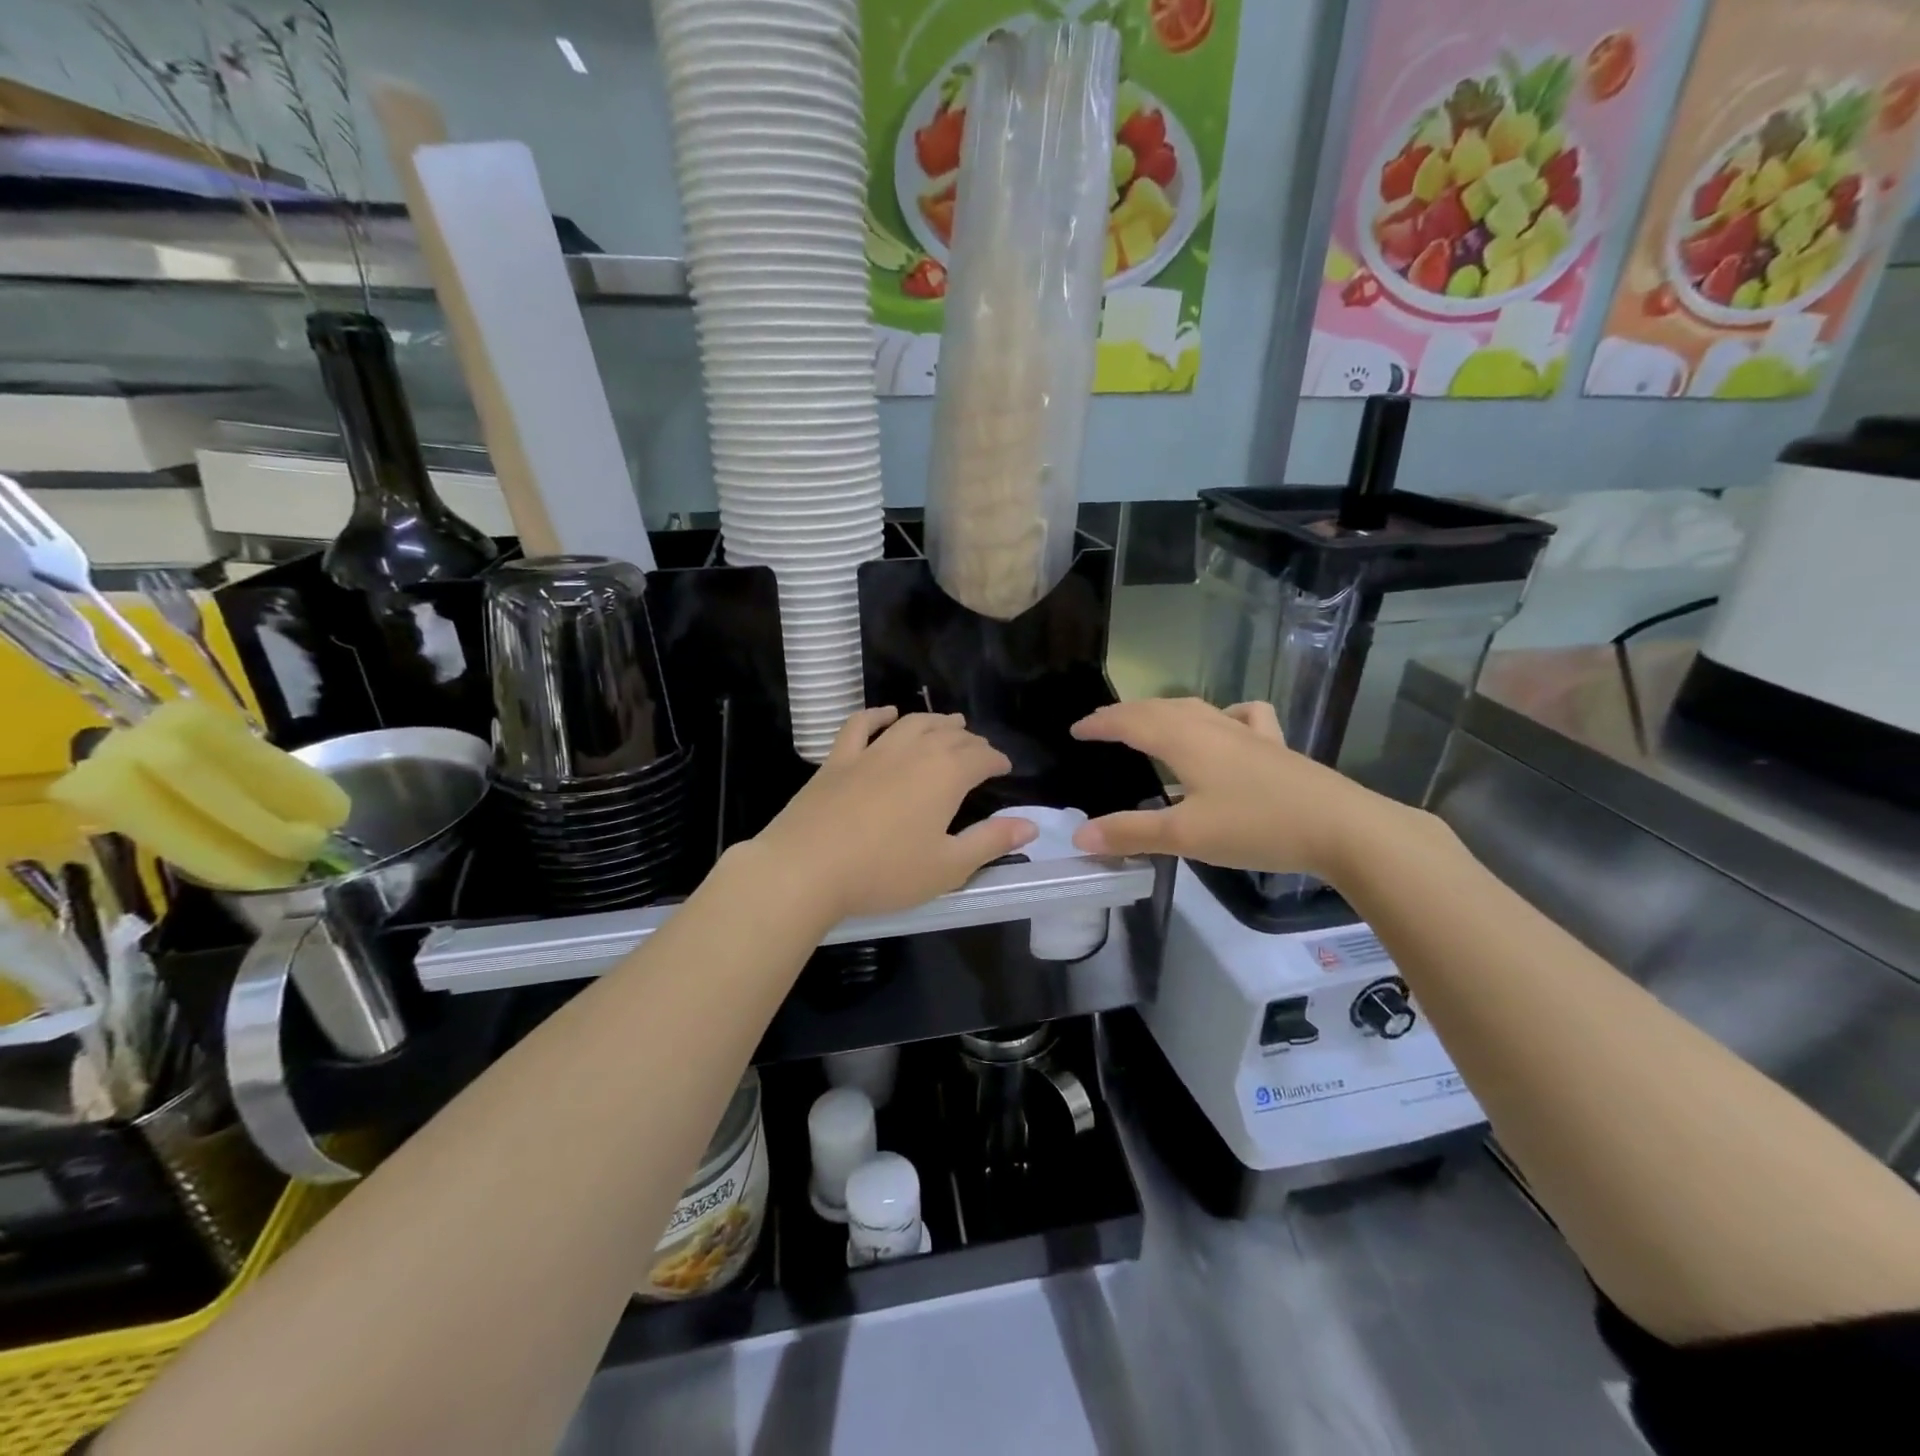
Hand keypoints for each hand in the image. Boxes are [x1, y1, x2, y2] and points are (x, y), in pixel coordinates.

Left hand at [752, 708, 1036, 923]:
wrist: (807, 868)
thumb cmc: (884, 872)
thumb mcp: (948, 867)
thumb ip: (991, 842)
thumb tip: (1031, 824)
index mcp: (945, 776)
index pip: (980, 757)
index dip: (996, 760)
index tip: (1004, 768)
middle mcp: (912, 752)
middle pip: (949, 735)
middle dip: (970, 740)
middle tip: (979, 749)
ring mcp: (872, 751)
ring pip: (912, 724)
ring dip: (935, 721)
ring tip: (949, 724)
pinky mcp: (838, 759)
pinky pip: (861, 725)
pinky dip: (878, 715)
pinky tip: (887, 714)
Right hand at [1068, 698, 1404, 878]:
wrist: (1342, 828)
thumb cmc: (1256, 827)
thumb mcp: (1185, 835)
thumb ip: (1131, 832)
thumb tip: (1080, 834)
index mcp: (1184, 740)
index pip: (1130, 721)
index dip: (1100, 723)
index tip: (1076, 729)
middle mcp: (1212, 726)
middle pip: (1159, 709)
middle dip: (1126, 714)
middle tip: (1101, 725)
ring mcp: (1247, 733)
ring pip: (1196, 709)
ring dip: (1164, 712)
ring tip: (1149, 723)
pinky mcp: (1275, 746)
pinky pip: (1241, 717)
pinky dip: (1222, 715)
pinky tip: (1226, 726)